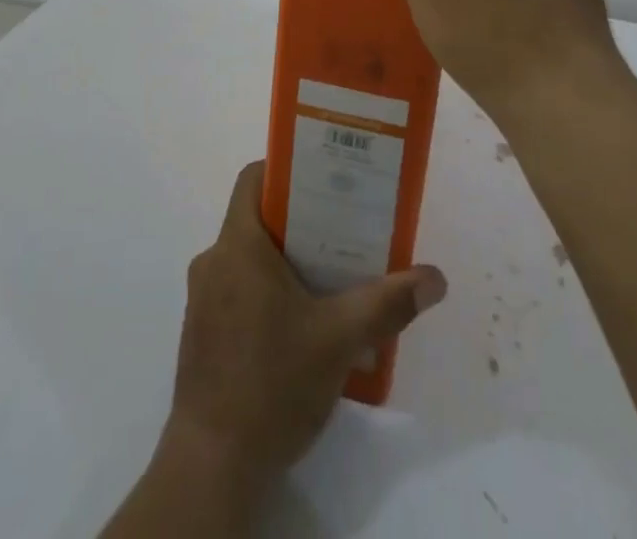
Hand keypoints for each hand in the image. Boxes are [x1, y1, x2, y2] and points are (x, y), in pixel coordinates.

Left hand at [162, 161, 446, 493]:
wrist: (213, 465)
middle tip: (343, 231)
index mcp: (237, 245)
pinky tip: (302, 326)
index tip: (324, 180)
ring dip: (286, 262)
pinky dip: (268, 293)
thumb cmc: (272, 383)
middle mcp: (214, 261)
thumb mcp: (339, 339)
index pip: (253, 179)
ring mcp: (203, 299)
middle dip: (300, 222)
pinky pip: (238, 291)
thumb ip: (387, 303)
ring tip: (330, 279)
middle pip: (257, 219)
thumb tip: (434, 277)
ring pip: (248, 259)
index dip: (286, 170)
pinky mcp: (203, 333)